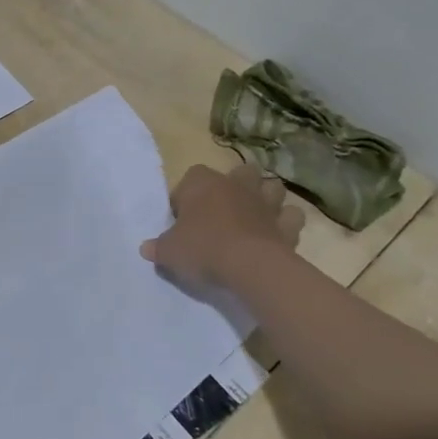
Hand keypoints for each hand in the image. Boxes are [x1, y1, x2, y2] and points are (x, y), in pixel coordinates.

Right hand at [141, 162, 303, 283]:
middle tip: (223, 209)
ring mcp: (266, 203)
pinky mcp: (287, 225)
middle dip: (235, 185)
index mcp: (203, 184)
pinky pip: (292, 216)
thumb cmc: (203, 249)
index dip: (187, 195)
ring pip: (272, 186)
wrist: (250, 266)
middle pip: (240, 172)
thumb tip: (146, 248)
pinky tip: (276, 234)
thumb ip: (158, 247)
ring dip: (266, 197)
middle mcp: (236, 185)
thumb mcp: (169, 252)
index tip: (183, 218)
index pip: (192, 177)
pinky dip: (286, 222)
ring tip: (255, 215)